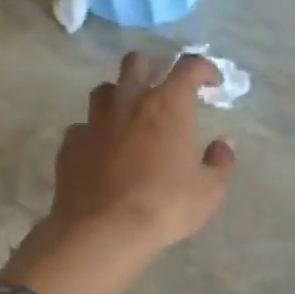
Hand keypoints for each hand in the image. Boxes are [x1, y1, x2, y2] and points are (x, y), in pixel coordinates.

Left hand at [46, 51, 235, 250]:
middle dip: (152, 68)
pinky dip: (95, 133)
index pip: (189, 66)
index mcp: (168, 104)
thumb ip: (220, 163)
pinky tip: (101, 151)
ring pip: (104, 90)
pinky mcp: (71, 143)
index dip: (203, 68)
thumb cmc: (165, 206)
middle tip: (163, 89)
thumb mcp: (209, 191)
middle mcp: (129, 101)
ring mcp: (94, 121)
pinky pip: (83, 127)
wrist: (103, 230)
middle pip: (136, 62)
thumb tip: (223, 145)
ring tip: (129, 116)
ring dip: (119, 96)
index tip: (211, 82)